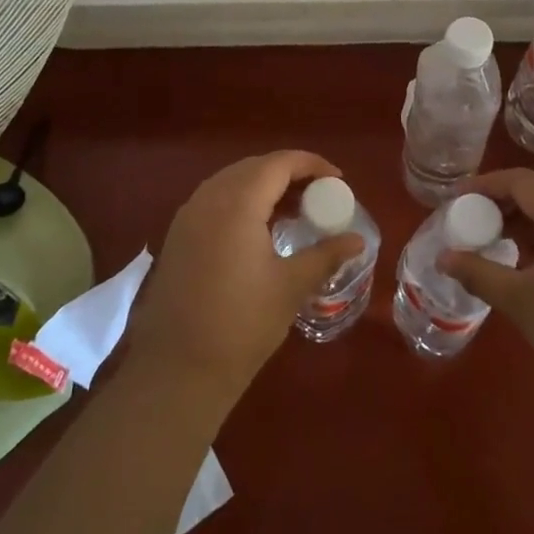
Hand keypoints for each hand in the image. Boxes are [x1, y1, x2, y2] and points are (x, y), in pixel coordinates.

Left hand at [126, 151, 362, 414]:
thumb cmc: (242, 324)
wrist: (177, 370)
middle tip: (318, 193)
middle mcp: (209, 198)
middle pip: (253, 167)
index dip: (311, 164)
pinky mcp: (177, 236)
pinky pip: (214, 200)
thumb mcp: (291, 287)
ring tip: (293, 208)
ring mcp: (187, 216)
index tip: (337, 180)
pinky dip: (241, 200)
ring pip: (231, 181)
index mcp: (237, 203)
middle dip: (288, 172)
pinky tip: (258, 228)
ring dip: (263, 185)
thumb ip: (325, 255)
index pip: (279, 164)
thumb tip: (357, 241)